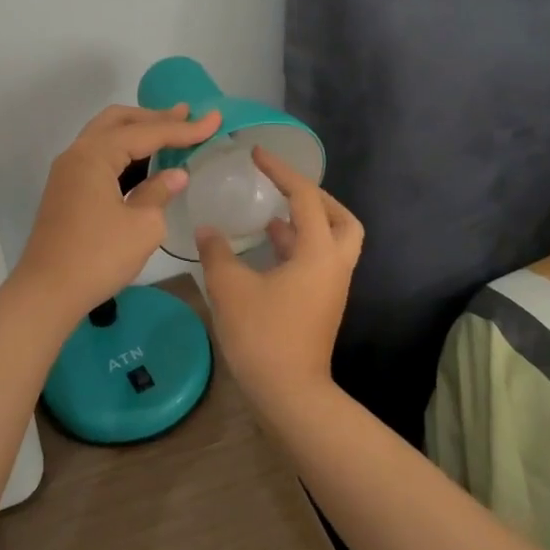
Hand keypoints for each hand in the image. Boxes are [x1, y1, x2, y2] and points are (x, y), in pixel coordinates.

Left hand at [11, 104, 221, 318]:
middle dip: (154, 117)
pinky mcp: (66, 191)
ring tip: (170, 132)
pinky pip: (99, 157)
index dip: (183, 128)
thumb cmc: (98, 256)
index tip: (214, 119)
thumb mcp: (143, 226)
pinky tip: (145, 163)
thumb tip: (174, 175)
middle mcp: (77, 154)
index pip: (146, 132)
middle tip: (187, 116)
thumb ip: (159, 193)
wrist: (47, 292)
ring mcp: (68, 173)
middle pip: (118, 121)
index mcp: (95, 154)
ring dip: (137, 133)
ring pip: (106, 137)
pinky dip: (124, 153)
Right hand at [197, 147, 362, 411]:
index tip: (257, 154)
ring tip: (270, 215)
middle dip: (316, 198)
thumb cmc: (263, 336)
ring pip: (332, 241)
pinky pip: (318, 261)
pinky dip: (298, 247)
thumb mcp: (230, 288)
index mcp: (318, 252)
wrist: (290, 394)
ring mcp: (332, 287)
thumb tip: (207, 230)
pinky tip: (268, 249)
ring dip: (306, 223)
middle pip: (341, 219)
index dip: (281, 171)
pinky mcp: (323, 304)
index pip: (305, 197)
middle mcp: (334, 265)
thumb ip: (217, 252)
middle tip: (285, 189)